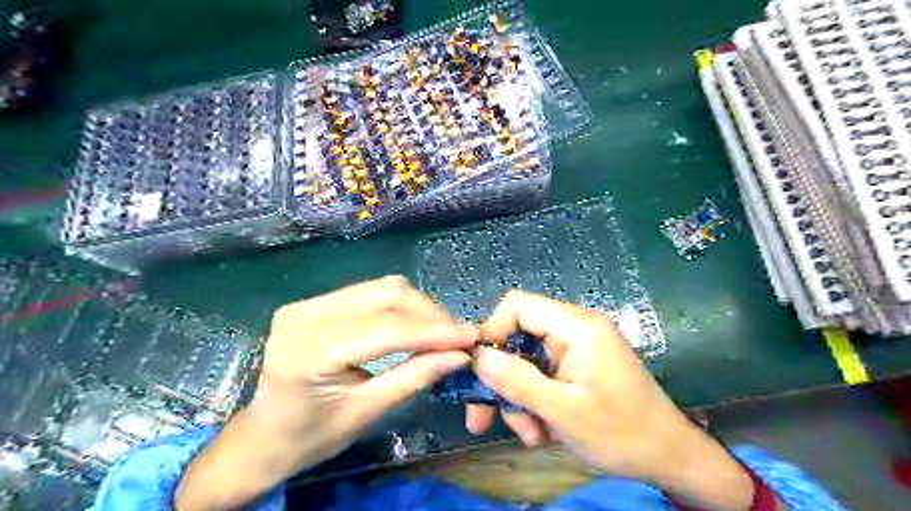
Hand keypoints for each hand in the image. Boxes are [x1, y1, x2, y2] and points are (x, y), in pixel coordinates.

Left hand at [173, 280, 479, 510]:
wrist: (261, 437)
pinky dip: (399, 307)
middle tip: (456, 337)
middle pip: (385, 294)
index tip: (471, 337)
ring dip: (418, 307)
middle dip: (429, 313)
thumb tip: (459, 355)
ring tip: (439, 332)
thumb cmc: (309, 438)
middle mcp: (304, 315)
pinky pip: (369, 293)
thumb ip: (414, 378)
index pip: (386, 328)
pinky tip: (414, 325)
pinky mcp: (313, 302)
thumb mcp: (366, 414)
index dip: (434, 331)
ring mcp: (306, 303)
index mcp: (309, 352)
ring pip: (381, 287)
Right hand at [470, 292, 762, 509]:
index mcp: (577, 327)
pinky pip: (542, 374)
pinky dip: (535, 401)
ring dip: (519, 398)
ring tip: (530, 434)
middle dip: (502, 378)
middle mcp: (575, 329)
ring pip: (526, 361)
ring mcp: (577, 348)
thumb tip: (477, 357)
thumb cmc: (622, 433)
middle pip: (518, 337)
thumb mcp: (563, 412)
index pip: (518, 305)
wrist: (671, 458)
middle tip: (483, 418)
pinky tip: (542, 431)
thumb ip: (518, 381)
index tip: (478, 370)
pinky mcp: (578, 366)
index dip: (492, 331)